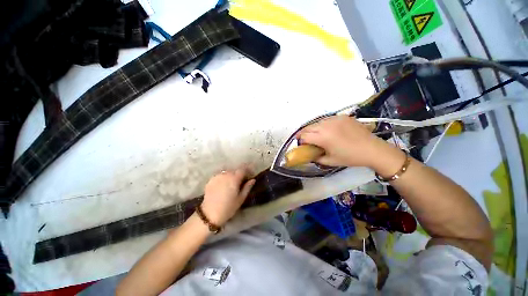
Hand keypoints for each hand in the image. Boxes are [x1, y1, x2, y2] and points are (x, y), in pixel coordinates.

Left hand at [201, 168, 255, 225]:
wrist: (209, 214)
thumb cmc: (228, 208)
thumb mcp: (241, 199)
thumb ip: (247, 187)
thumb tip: (253, 180)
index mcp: (234, 178)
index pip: (243, 169)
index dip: (248, 170)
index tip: (250, 175)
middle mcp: (226, 174)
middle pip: (235, 170)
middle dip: (239, 174)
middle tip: (242, 181)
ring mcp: (217, 176)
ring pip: (227, 172)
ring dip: (231, 175)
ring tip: (232, 183)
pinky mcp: (211, 180)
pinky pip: (220, 175)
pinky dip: (224, 178)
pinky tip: (223, 185)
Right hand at [297, 115, 393, 168]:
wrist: (373, 149)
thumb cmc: (350, 157)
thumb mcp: (330, 161)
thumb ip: (316, 158)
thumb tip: (309, 155)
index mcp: (323, 137)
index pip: (304, 136)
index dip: (300, 141)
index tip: (301, 145)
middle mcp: (327, 125)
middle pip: (308, 127)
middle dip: (303, 133)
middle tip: (304, 139)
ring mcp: (335, 119)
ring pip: (317, 122)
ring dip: (313, 129)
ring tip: (316, 135)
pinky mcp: (342, 116)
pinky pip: (327, 119)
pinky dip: (323, 125)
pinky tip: (327, 130)